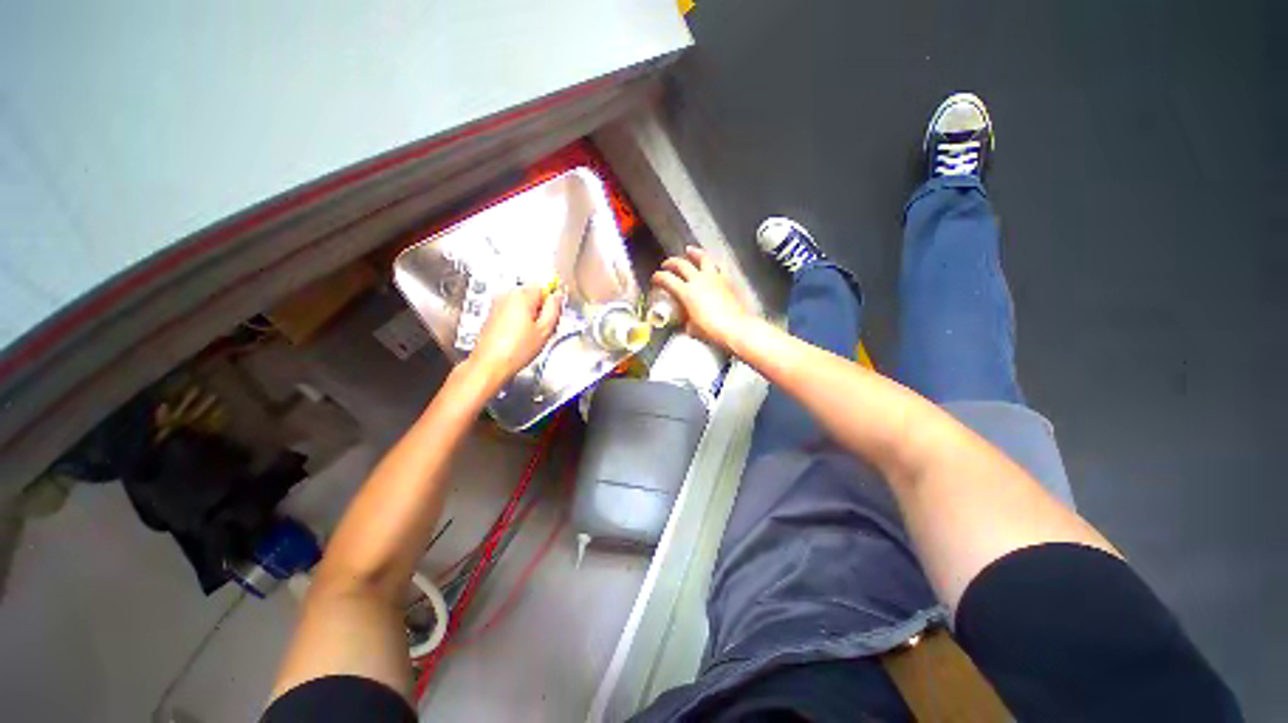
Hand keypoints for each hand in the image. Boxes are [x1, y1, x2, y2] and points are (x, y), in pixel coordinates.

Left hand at [468, 286, 562, 384]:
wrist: (490, 364)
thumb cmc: (517, 349)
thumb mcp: (545, 330)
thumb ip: (554, 308)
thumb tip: (558, 296)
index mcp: (522, 295)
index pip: (544, 286)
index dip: (552, 301)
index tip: (554, 315)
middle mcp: (507, 295)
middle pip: (533, 294)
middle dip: (541, 308)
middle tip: (544, 328)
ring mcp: (497, 303)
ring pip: (522, 303)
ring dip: (530, 314)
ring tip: (532, 334)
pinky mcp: (492, 314)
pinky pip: (512, 310)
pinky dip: (518, 319)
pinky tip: (520, 336)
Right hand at [651, 246, 753, 350]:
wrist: (736, 328)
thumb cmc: (712, 330)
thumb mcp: (693, 329)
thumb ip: (687, 322)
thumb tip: (688, 323)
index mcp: (686, 292)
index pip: (667, 279)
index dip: (658, 277)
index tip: (655, 278)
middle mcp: (699, 280)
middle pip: (682, 264)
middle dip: (671, 263)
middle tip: (667, 264)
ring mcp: (715, 278)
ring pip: (703, 258)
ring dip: (694, 253)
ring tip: (690, 250)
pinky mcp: (728, 280)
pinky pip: (720, 267)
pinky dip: (714, 263)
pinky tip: (713, 264)